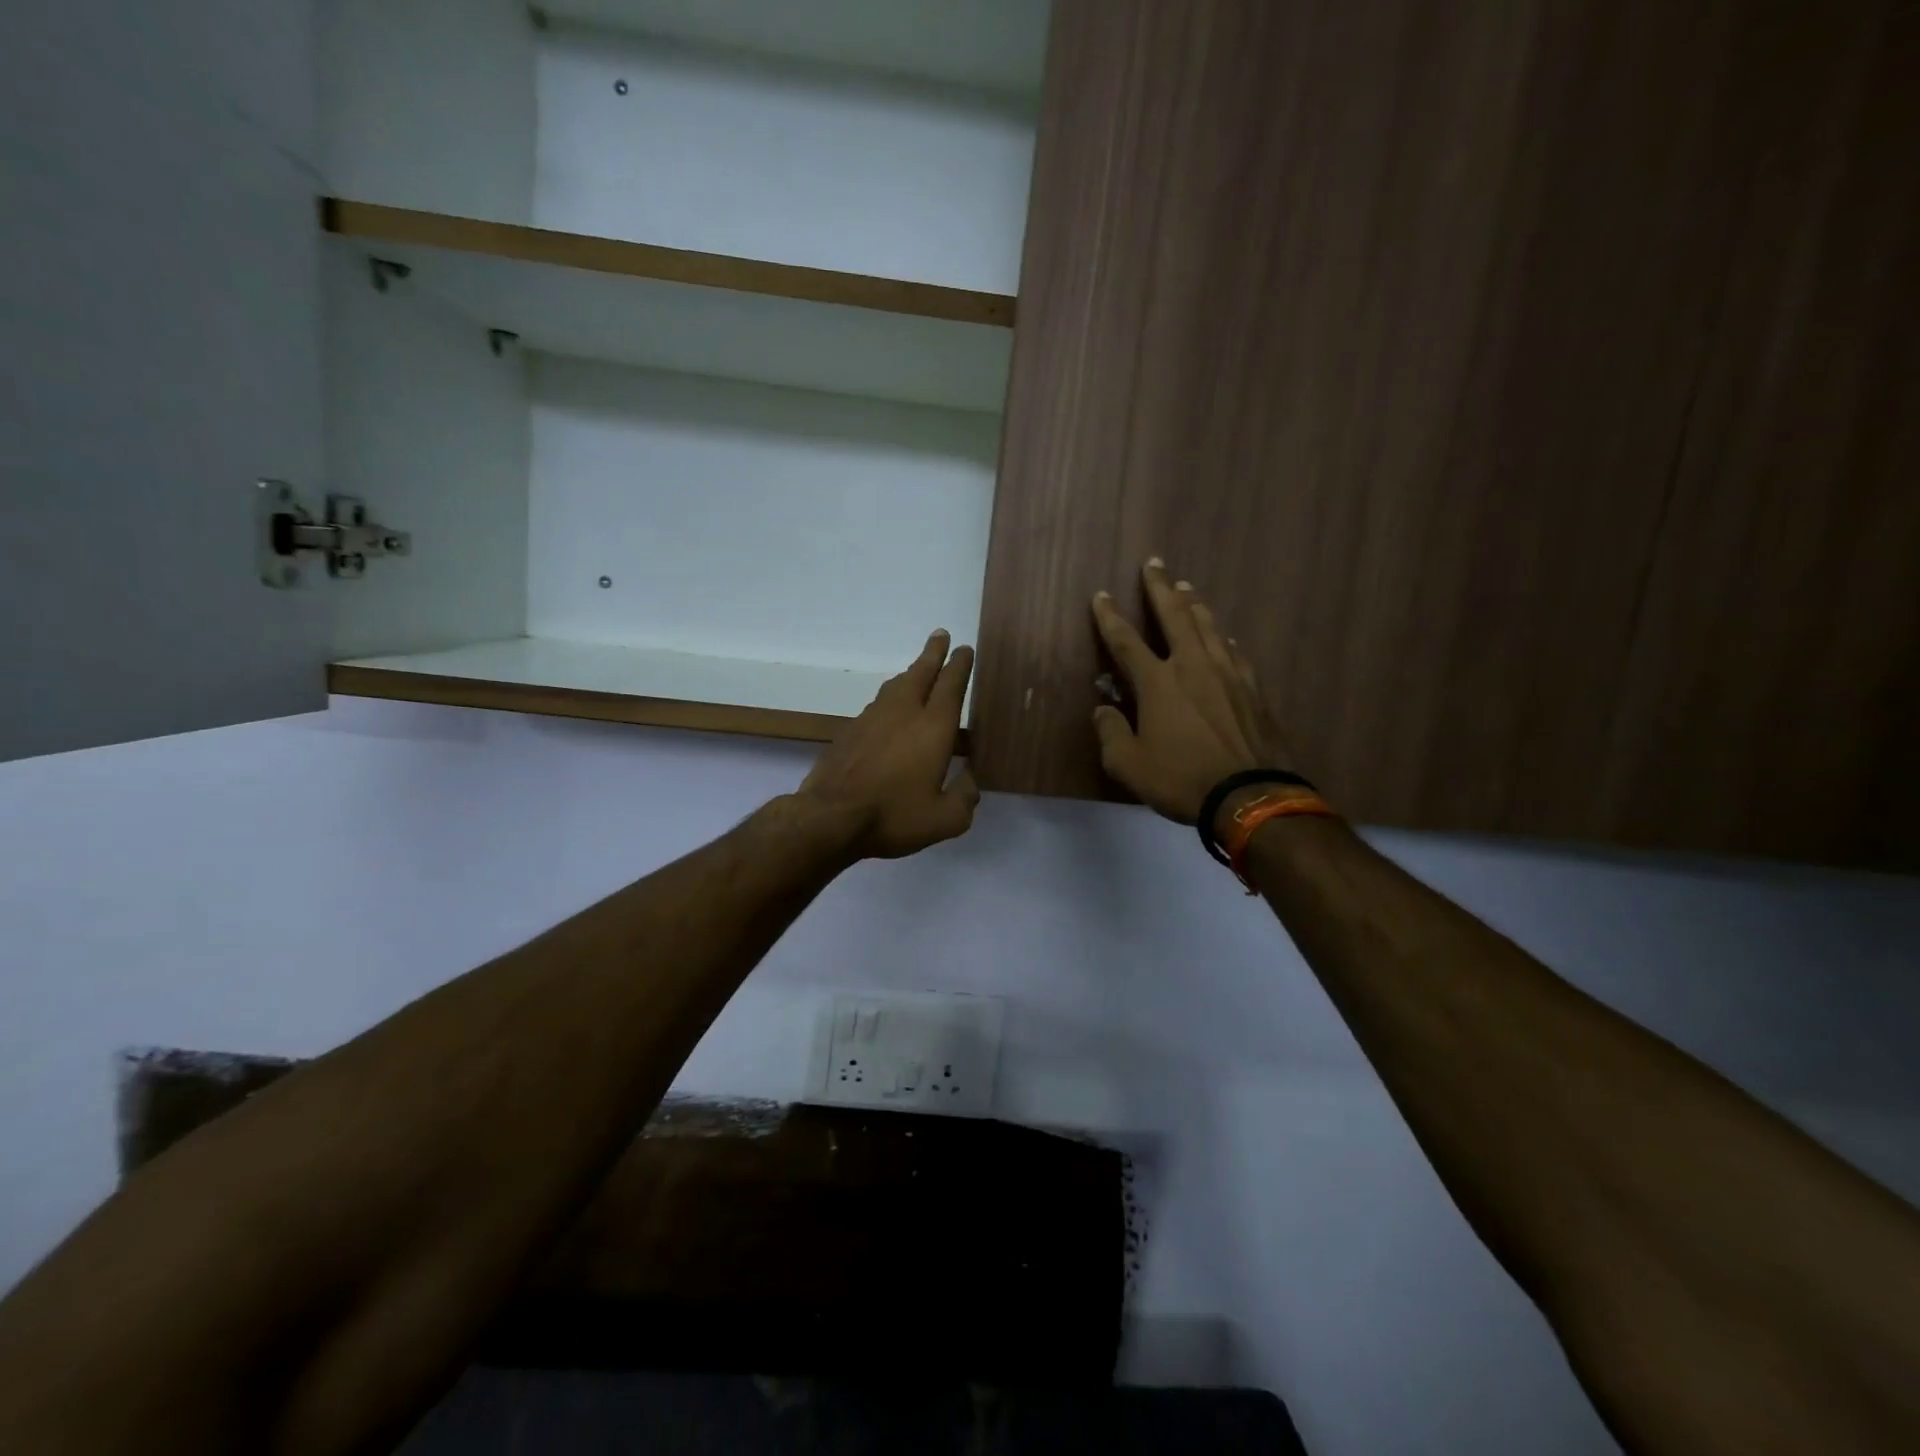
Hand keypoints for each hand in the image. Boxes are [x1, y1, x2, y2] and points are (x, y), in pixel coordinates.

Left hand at [797, 630, 979, 858]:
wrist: (830, 817)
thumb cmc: (894, 815)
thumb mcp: (944, 820)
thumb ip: (965, 798)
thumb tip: (971, 781)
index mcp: (933, 728)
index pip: (950, 686)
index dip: (959, 665)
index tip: (964, 649)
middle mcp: (903, 713)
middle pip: (921, 673)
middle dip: (933, 653)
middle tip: (940, 635)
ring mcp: (872, 719)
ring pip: (896, 686)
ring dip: (910, 673)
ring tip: (918, 669)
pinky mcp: (849, 732)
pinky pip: (877, 704)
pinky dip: (889, 697)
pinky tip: (888, 709)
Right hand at [1090, 560, 1298, 825]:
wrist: (1249, 795)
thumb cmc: (1181, 779)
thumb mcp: (1128, 765)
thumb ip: (1111, 732)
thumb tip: (1102, 709)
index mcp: (1157, 682)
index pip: (1126, 641)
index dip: (1109, 617)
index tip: (1101, 595)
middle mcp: (1192, 666)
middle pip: (1174, 615)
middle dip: (1159, 588)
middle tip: (1153, 563)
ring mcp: (1227, 674)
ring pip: (1208, 626)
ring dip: (1193, 603)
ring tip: (1186, 586)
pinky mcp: (1252, 689)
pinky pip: (1233, 652)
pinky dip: (1222, 639)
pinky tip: (1224, 637)